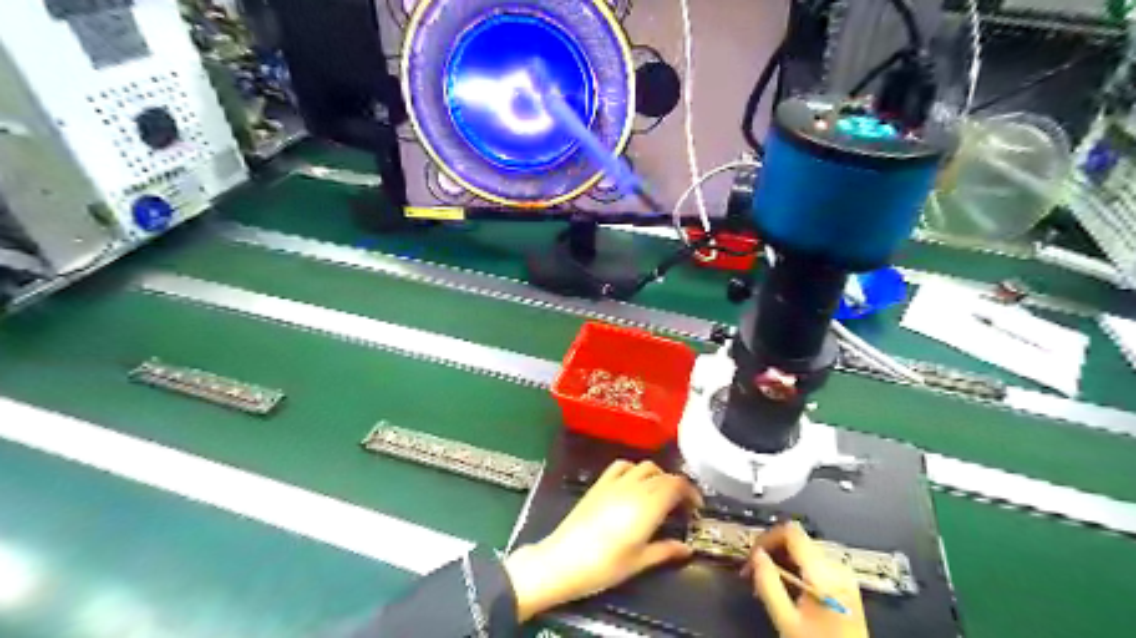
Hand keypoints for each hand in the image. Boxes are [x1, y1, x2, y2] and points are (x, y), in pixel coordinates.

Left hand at [505, 461, 702, 620]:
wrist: (563, 559)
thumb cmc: (604, 566)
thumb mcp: (639, 562)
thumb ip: (666, 550)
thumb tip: (687, 548)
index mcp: (648, 505)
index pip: (677, 485)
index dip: (691, 492)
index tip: (696, 507)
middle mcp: (634, 487)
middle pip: (663, 475)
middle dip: (677, 486)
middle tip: (682, 506)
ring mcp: (615, 482)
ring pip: (644, 466)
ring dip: (658, 476)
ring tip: (660, 495)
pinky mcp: (599, 483)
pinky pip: (622, 465)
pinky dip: (634, 469)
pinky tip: (634, 483)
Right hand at [748, 524, 872, 637]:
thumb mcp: (786, 620)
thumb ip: (768, 584)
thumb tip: (756, 554)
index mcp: (824, 574)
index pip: (791, 532)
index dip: (766, 538)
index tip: (751, 556)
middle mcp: (837, 567)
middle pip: (796, 540)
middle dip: (771, 552)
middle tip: (752, 572)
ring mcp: (843, 575)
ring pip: (803, 551)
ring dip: (781, 560)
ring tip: (765, 583)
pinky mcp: (844, 583)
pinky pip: (813, 563)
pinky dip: (794, 569)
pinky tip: (784, 586)